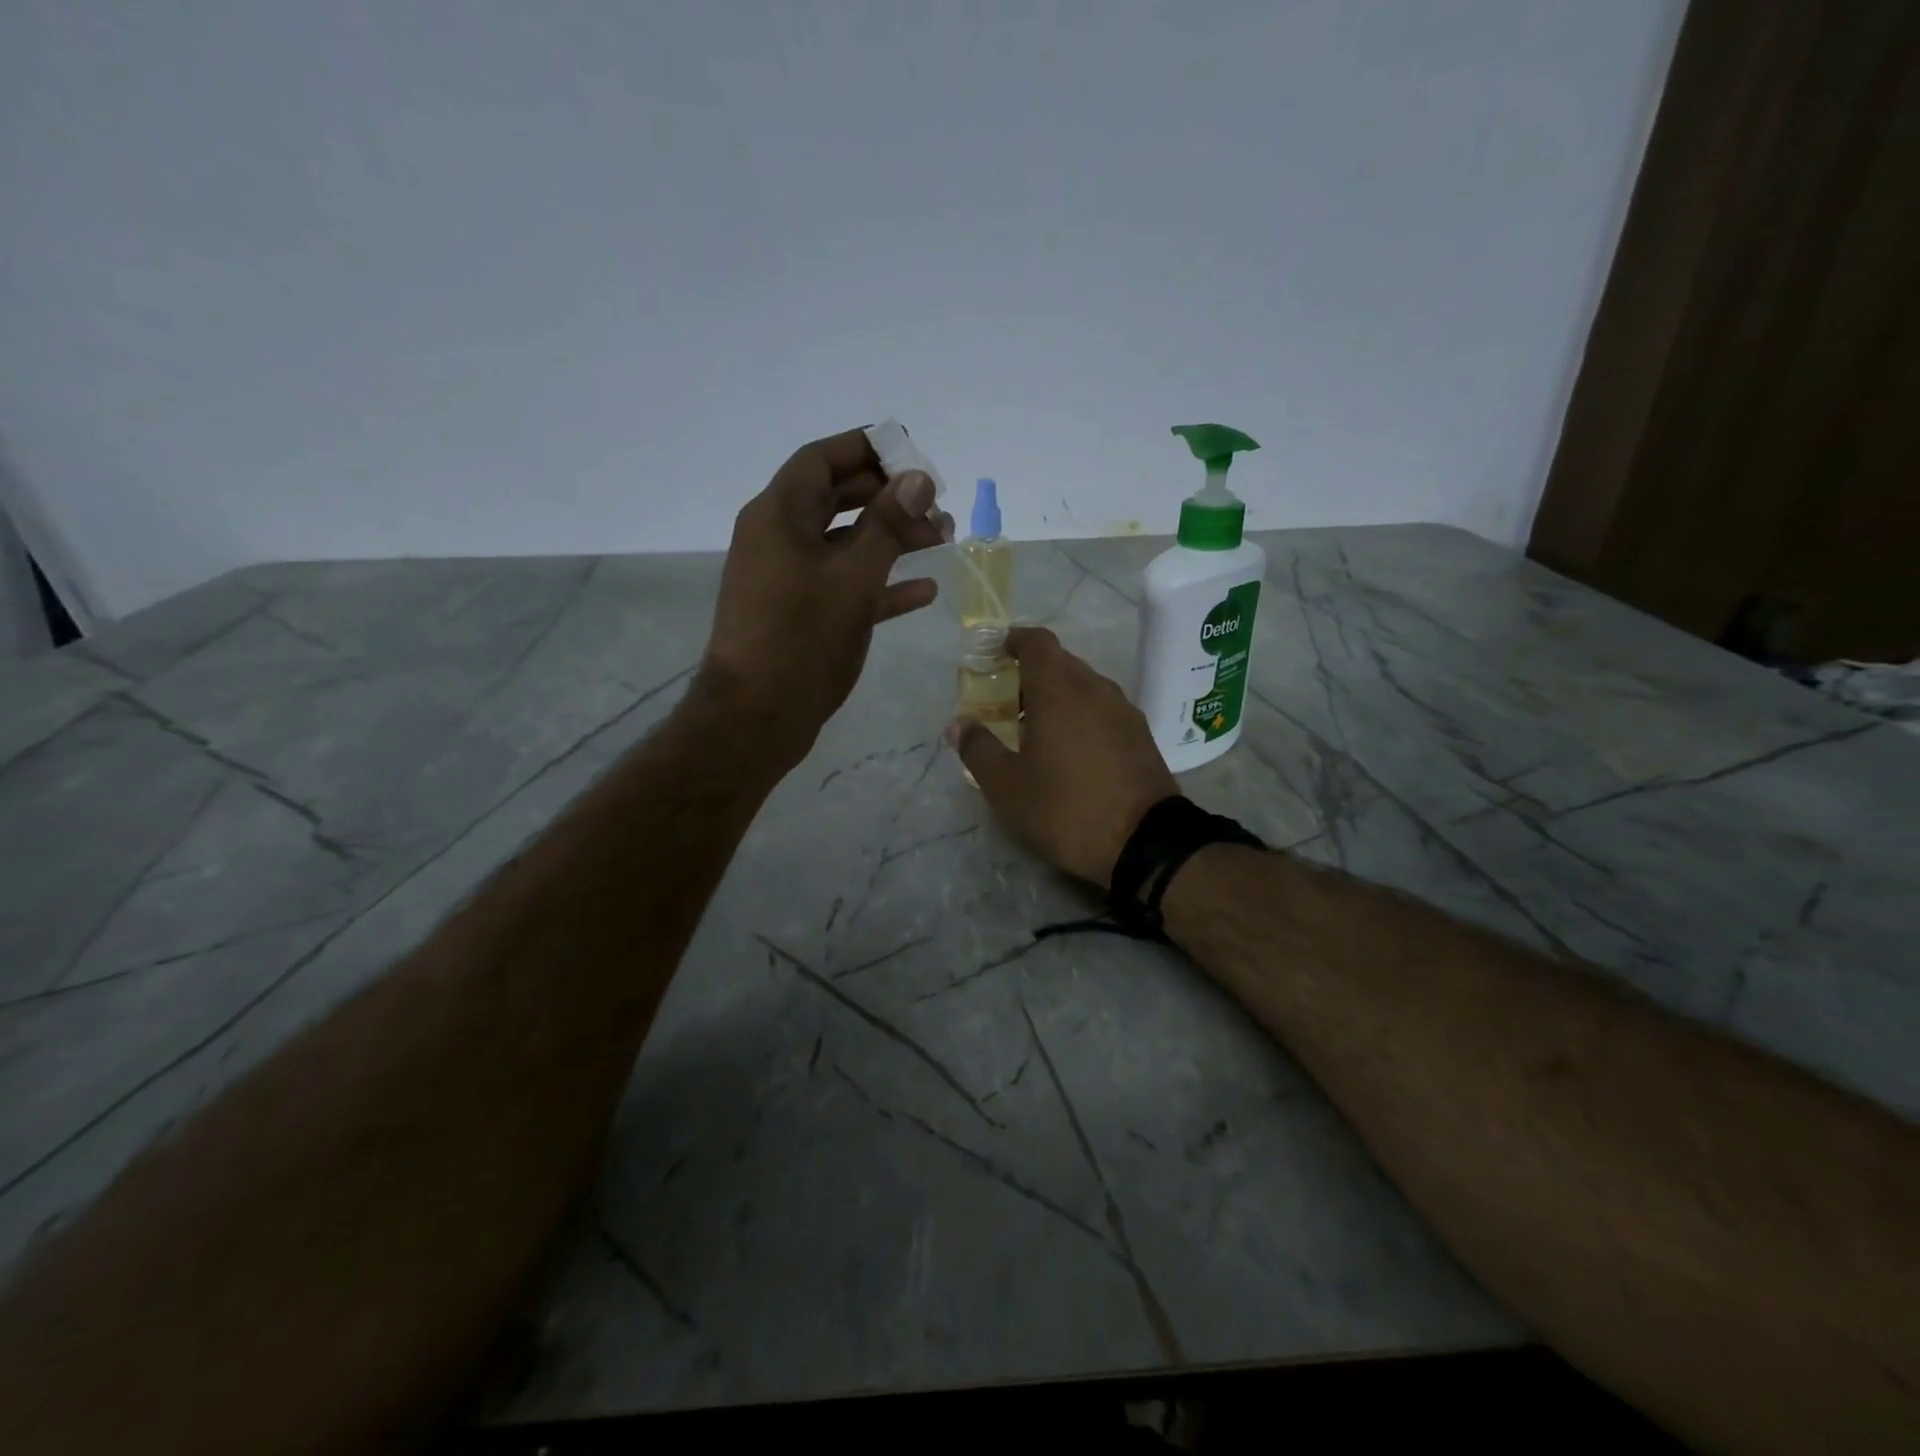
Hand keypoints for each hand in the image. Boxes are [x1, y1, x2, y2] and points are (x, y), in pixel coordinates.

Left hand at [702, 427, 952, 767]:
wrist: (757, 717)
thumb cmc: (802, 639)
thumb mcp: (853, 578)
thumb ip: (887, 525)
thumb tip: (918, 478)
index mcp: (779, 515)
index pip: (822, 460)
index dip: (866, 448)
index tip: (913, 452)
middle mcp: (779, 538)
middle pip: (837, 499)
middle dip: (888, 496)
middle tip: (937, 503)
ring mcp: (788, 578)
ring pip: (845, 543)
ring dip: (891, 537)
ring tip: (942, 538)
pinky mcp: (800, 614)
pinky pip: (844, 584)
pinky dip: (880, 581)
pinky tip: (923, 588)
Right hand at [950, 627, 1177, 887]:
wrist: (1145, 842)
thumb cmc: (1066, 808)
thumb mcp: (1007, 786)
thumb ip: (978, 749)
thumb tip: (958, 724)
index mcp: (1059, 689)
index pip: (1036, 642)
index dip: (1013, 641)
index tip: (994, 655)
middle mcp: (1095, 688)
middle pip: (1060, 663)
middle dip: (1031, 674)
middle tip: (1006, 702)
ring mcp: (1123, 710)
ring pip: (1084, 686)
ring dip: (1058, 696)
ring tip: (1036, 729)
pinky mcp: (1141, 734)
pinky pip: (1103, 709)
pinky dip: (1081, 715)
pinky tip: (1071, 750)